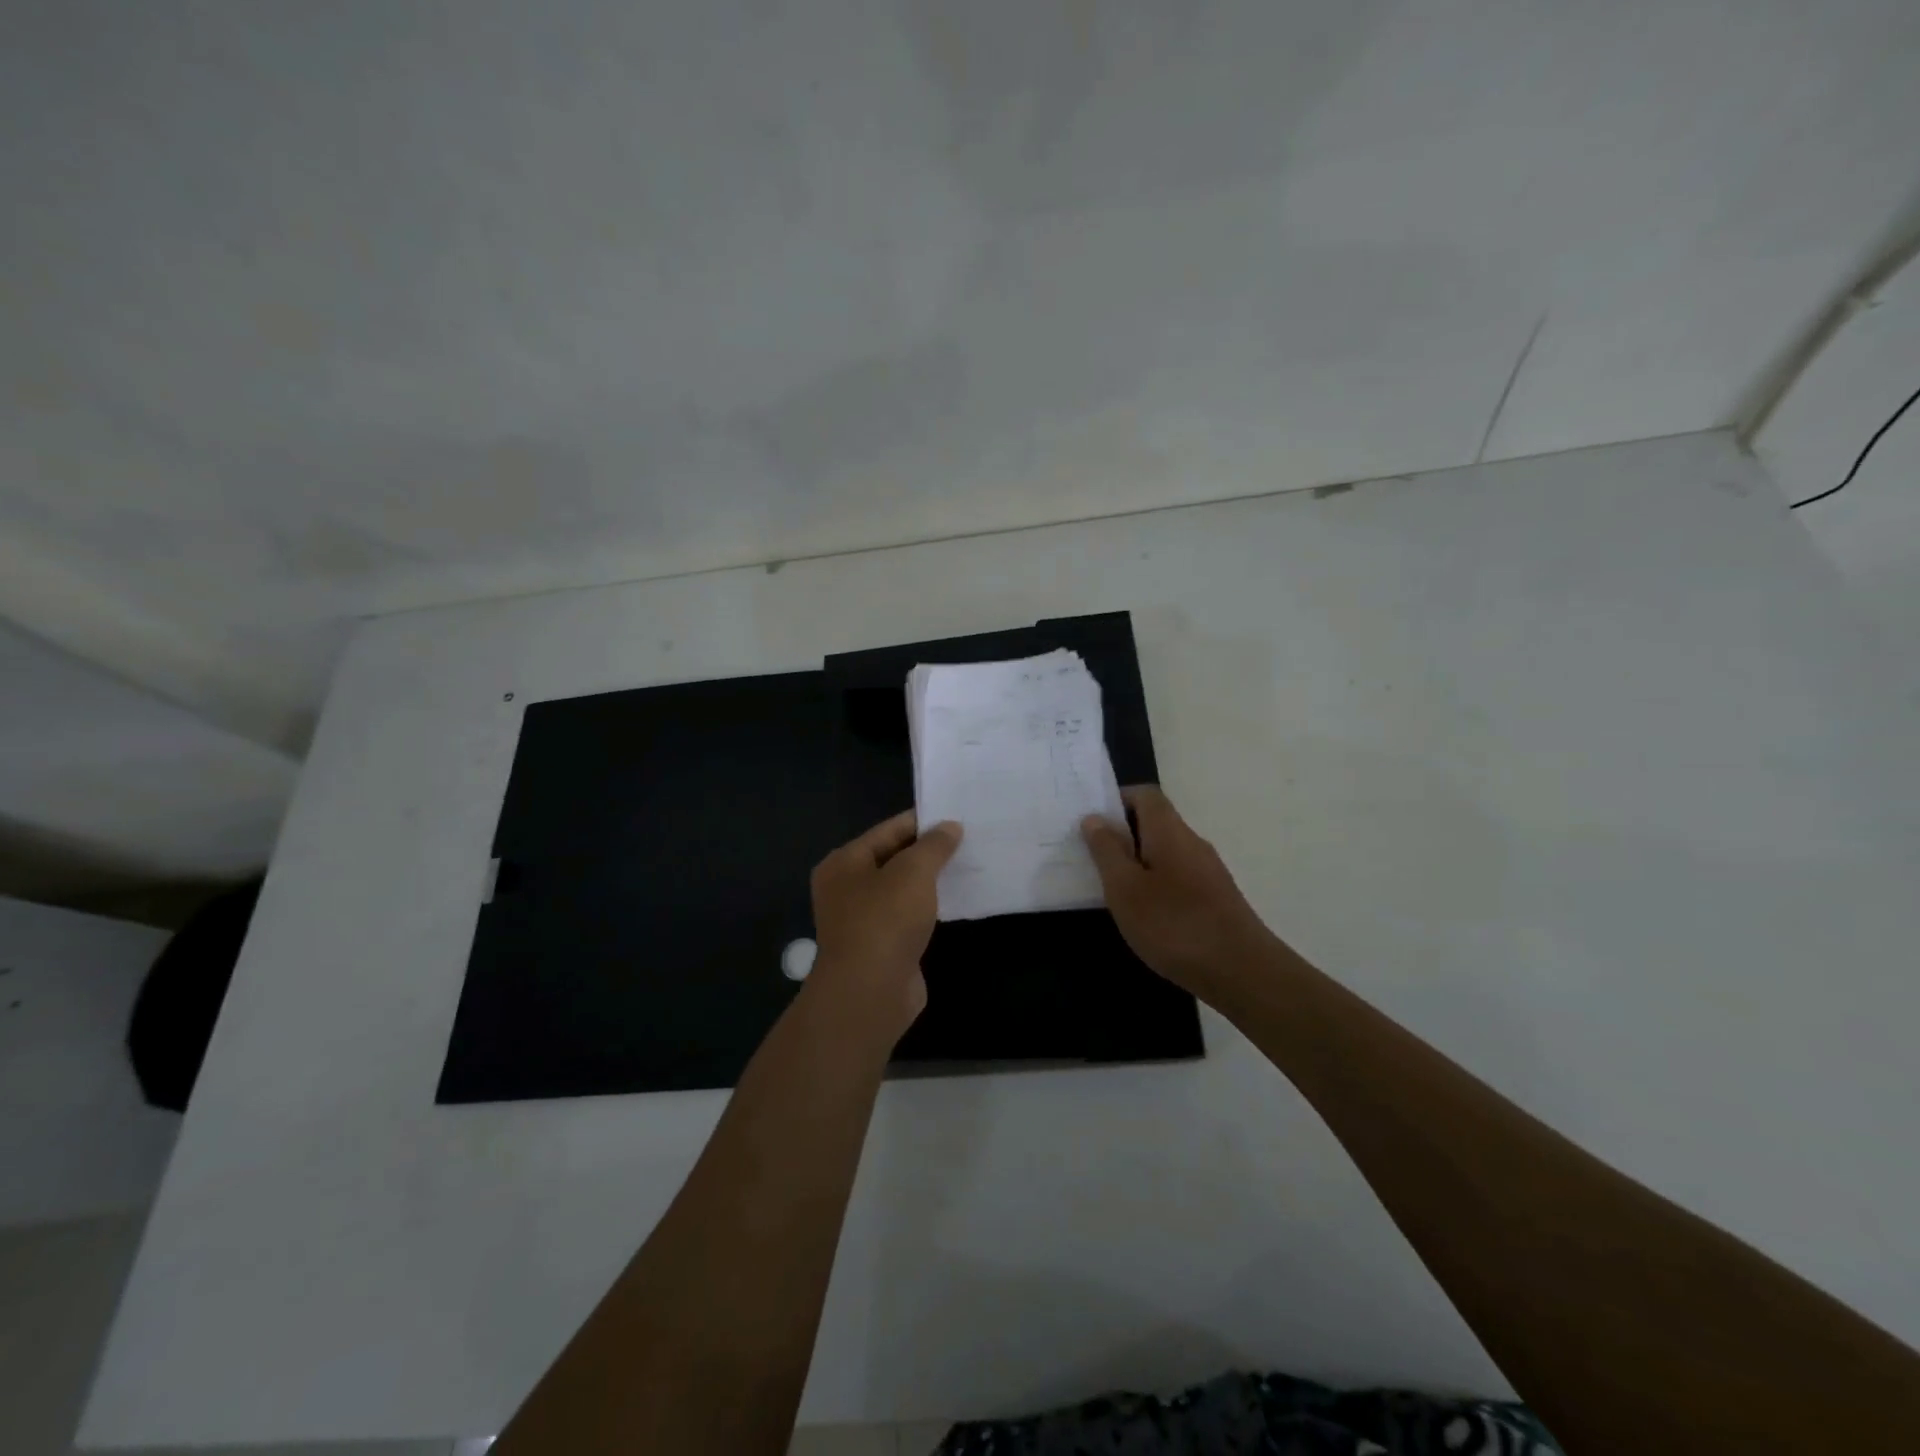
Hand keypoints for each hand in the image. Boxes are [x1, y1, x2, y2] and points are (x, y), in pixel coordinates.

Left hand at [808, 811, 961, 1039]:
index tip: (958, 816)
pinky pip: (909, 916)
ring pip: (903, 890)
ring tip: (969, 865)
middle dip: (929, 852)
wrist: (870, 993)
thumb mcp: (913, 871)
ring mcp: (863, 920)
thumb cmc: (885, 920)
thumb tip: (950, 827)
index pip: (888, 830)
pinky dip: (929, 908)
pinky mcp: (882, 946)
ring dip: (931, 881)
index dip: (923, 822)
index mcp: (844, 862)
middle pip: (894, 858)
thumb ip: (934, 845)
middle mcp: (847, 888)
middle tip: (969, 839)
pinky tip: (957, 900)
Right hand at [1081, 785, 1274, 997]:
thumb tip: (1095, 818)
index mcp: (1169, 831)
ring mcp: (1208, 871)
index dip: (1117, 799)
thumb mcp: (1125, 889)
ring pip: (1165, 851)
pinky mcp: (1215, 897)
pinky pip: (1177, 875)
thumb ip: (1107, 851)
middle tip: (1091, 856)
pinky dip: (1155, 883)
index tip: (1091, 822)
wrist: (1243, 972)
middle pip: (1155, 822)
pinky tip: (1143, 913)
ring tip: (1110, 887)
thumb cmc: (1174, 925)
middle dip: (1122, 833)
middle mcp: (1192, 842)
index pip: (1145, 795)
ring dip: (1137, 861)